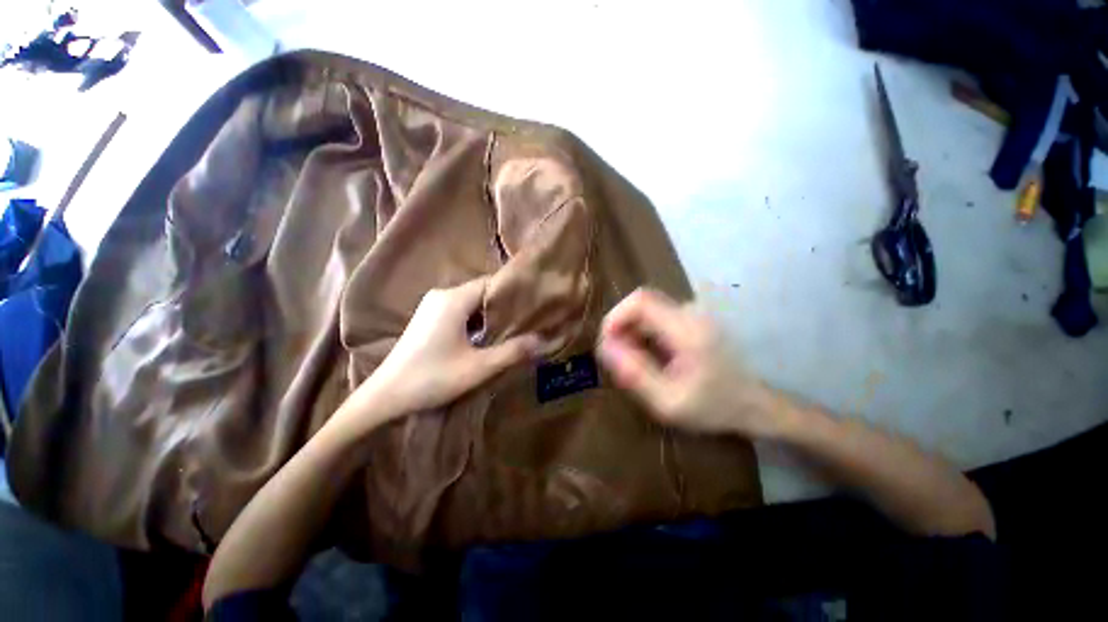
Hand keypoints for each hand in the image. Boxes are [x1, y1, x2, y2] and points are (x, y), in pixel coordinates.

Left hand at [344, 277, 541, 420]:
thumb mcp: (479, 367)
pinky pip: (461, 311)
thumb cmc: (431, 379)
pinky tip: (489, 336)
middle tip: (529, 319)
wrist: (384, 398)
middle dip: (505, 305)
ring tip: (515, 328)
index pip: (492, 283)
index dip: (515, 292)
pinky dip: (478, 321)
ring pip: (473, 303)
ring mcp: (433, 306)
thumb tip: (543, 341)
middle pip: (483, 292)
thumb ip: (513, 352)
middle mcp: (442, 295)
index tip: (535, 303)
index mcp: (453, 299)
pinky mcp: (429, 318)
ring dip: (491, 315)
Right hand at [596, 288, 777, 437]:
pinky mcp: (691, 319)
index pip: (640, 301)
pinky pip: (656, 317)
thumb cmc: (714, 406)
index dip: (615, 317)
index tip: (606, 344)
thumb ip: (634, 374)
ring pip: (646, 310)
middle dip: (621, 328)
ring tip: (633, 364)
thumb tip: (604, 347)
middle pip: (641, 303)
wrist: (754, 404)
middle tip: (618, 360)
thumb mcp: (668, 401)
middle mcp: (690, 312)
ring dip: (631, 332)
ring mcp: (692, 313)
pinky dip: (643, 334)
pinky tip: (649, 358)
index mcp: (686, 329)